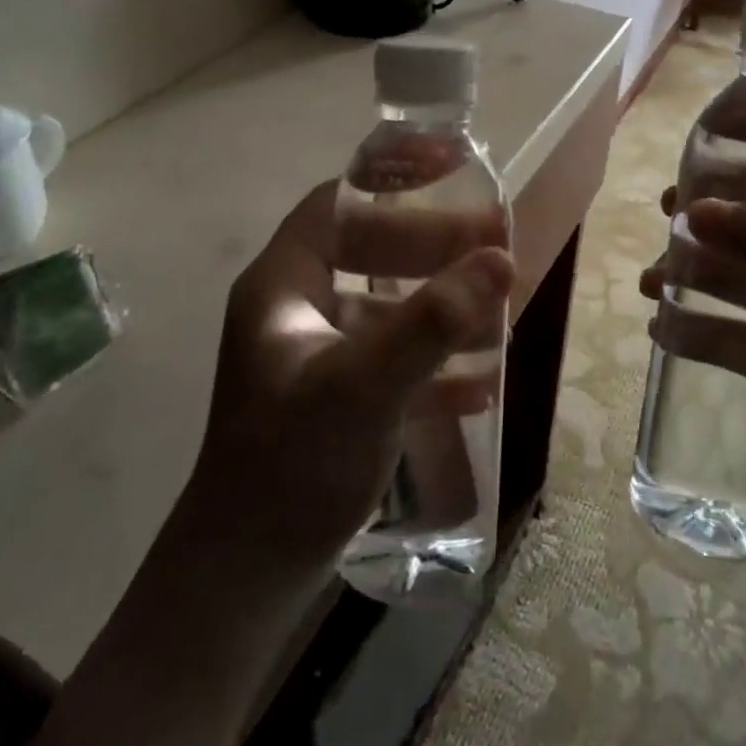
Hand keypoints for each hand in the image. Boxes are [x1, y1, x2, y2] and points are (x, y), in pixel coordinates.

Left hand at [192, 182, 512, 573]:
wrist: (246, 576)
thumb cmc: (293, 465)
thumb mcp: (365, 386)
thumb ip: (431, 322)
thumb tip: (498, 259)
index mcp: (282, 287)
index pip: (338, 206)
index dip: (391, 181)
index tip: (451, 170)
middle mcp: (294, 312)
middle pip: (370, 254)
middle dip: (435, 249)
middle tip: (498, 246)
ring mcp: (314, 358)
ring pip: (387, 310)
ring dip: (441, 309)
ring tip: (499, 310)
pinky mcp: (334, 400)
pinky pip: (392, 362)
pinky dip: (433, 365)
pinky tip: (479, 384)